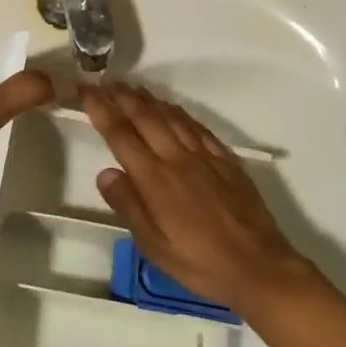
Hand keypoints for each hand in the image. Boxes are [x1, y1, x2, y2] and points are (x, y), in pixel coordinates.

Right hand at [80, 82, 308, 309]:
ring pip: (172, 118)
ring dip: (149, 99)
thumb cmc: (199, 263)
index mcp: (155, 179)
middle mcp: (178, 159)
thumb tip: (105, 173)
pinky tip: (174, 109)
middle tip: (104, 79)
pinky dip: (181, 113)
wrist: (259, 267)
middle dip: (122, 96)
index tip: (86, 89)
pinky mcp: (227, 161)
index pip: (121, 135)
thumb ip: (128, 206)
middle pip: (146, 118)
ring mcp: (205, 157)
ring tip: (133, 87)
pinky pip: (199, 128)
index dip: (101, 109)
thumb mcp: (154, 245)